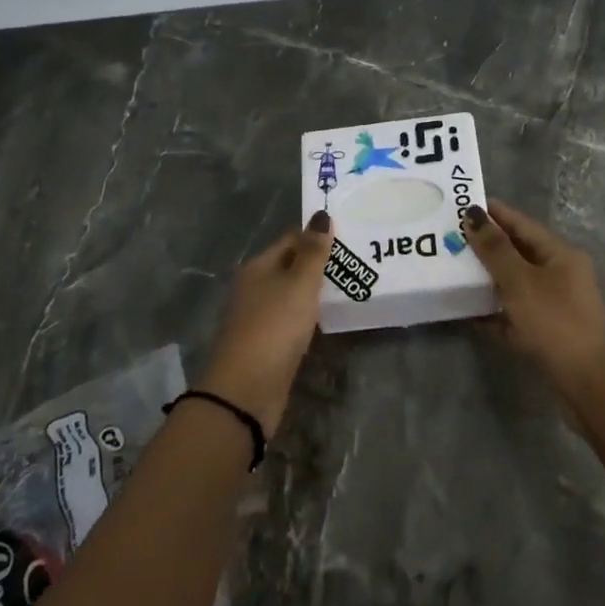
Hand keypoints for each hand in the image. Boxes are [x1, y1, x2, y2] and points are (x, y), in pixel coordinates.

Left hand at [200, 212, 333, 434]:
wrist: (246, 391)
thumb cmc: (274, 327)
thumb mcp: (299, 284)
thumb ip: (313, 251)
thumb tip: (321, 214)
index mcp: (259, 266)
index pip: (292, 238)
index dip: (318, 235)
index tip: (350, 235)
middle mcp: (255, 286)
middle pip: (291, 265)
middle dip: (320, 263)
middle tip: (358, 261)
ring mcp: (259, 316)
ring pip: (292, 293)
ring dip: (316, 291)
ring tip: (352, 286)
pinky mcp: (267, 343)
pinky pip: (293, 318)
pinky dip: (310, 315)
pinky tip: (329, 318)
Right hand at [463, 201, 604, 400]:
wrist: (588, 384)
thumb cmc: (554, 322)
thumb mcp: (520, 281)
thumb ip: (495, 249)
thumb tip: (473, 214)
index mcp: (560, 254)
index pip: (522, 224)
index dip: (494, 213)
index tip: (463, 205)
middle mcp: (562, 275)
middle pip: (519, 252)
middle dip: (488, 246)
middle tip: (452, 238)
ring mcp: (557, 305)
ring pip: (517, 284)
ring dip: (489, 279)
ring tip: (455, 271)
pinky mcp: (549, 333)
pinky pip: (517, 314)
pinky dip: (496, 312)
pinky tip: (471, 314)